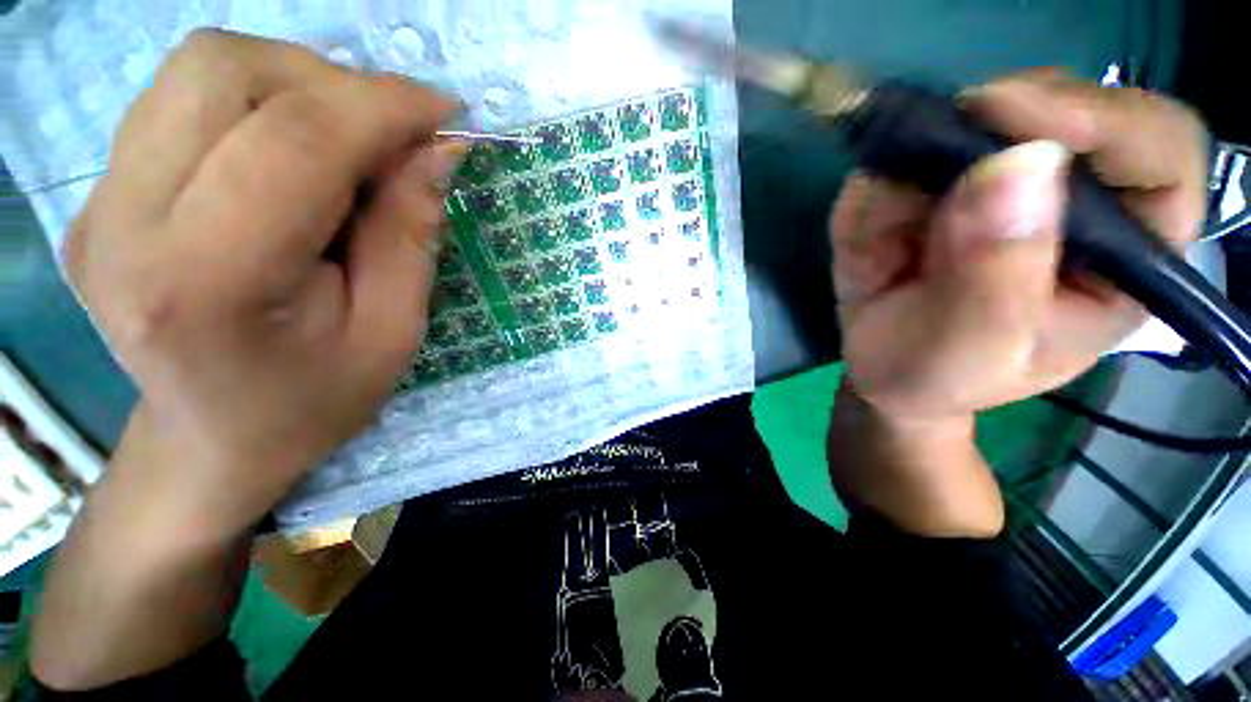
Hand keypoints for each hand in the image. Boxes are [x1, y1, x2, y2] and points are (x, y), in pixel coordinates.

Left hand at [67, 29, 464, 537]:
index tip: (445, 113)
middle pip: (225, 72)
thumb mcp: (393, 330)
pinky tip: (293, 151)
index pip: (293, 139)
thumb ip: (411, 233)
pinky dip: (258, 99)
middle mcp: (124, 222)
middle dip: (335, 84)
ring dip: (297, 84)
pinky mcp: (99, 192)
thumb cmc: (317, 399)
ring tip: (347, 143)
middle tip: (393, 137)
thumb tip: (438, 148)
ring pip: (201, 68)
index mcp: (205, 280)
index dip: (382, 106)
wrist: (215, 439)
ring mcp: (98, 201)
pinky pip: (184, 96)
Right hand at [831, 70, 1206, 421]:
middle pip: (1066, 108)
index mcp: (1126, 251)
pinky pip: (901, 158)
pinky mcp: (937, 180)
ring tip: (879, 247)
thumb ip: (995, 280)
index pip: (1159, 151)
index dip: (1102, 121)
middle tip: (927, 165)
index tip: (1013, 121)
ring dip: (909, 173)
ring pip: (968, 122)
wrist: (880, 369)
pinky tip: (866, 246)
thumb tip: (1016, 165)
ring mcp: (1002, 180)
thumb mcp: (969, 353)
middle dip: (991, 127)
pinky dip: (872, 196)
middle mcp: (1077, 197)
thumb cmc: (937, 376)